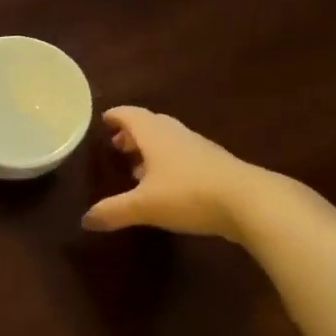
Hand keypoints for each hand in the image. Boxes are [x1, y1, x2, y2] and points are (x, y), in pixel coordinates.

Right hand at [81, 106, 270, 239]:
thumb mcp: (144, 206)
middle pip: (152, 125)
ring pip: (170, 141)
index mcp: (155, 135)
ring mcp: (200, 150)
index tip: (104, 120)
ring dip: (152, 150)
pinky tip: (167, 186)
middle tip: (118, 145)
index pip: (131, 115)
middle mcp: (177, 135)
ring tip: (138, 168)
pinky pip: (185, 157)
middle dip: (133, 133)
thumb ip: (113, 211)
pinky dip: (170, 164)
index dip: (116, 116)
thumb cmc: (189, 195)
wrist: (251, 202)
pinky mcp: (218, 166)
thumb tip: (85, 220)